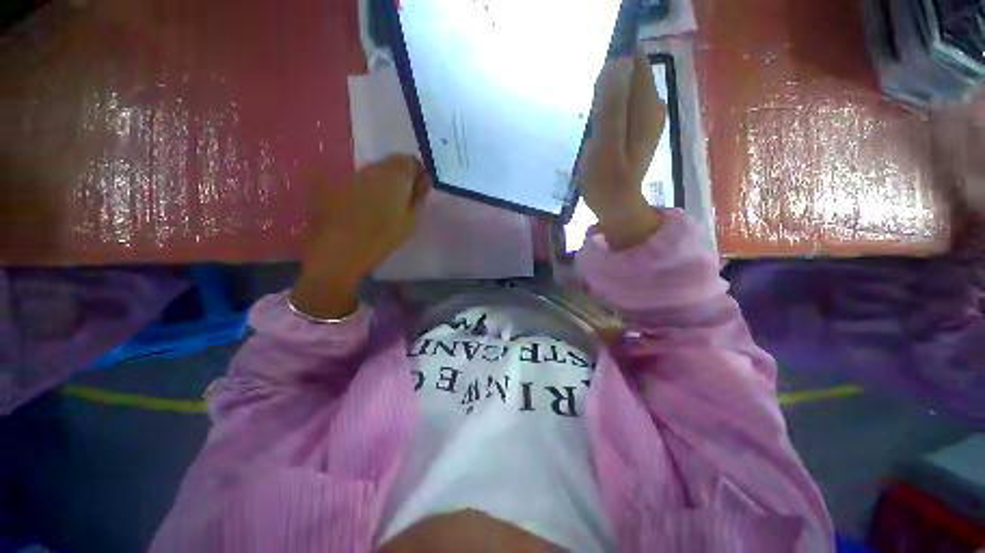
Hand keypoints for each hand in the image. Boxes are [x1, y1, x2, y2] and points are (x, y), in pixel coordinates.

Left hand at [290, 155, 430, 318]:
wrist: (341, 249)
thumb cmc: (383, 237)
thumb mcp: (410, 220)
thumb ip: (418, 196)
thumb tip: (425, 180)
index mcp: (394, 176)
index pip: (410, 160)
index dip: (416, 172)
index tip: (419, 188)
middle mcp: (373, 168)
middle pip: (391, 162)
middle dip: (400, 175)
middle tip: (404, 197)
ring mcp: (354, 174)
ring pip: (375, 170)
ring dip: (384, 181)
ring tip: (386, 203)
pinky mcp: (339, 183)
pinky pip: (361, 179)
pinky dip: (369, 187)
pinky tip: (368, 205)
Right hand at [578, 49, 666, 249]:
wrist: (617, 207)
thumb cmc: (607, 181)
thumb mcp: (605, 144)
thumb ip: (611, 105)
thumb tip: (617, 61)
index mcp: (646, 106)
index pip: (634, 61)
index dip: (611, 61)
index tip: (590, 80)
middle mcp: (652, 106)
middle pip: (629, 74)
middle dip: (605, 80)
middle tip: (585, 105)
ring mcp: (646, 119)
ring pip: (624, 90)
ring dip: (604, 96)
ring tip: (586, 116)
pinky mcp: (636, 131)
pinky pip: (621, 107)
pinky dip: (607, 109)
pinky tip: (594, 126)